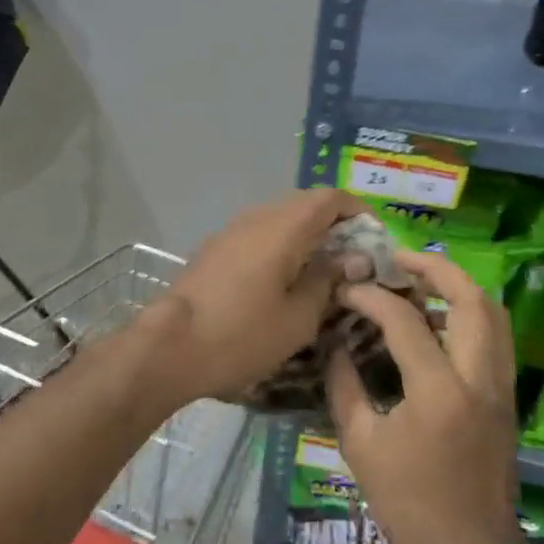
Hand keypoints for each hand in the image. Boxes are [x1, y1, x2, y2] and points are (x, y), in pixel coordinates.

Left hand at [143, 188, 367, 406]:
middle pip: (304, 204)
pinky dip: (280, 245)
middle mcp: (257, 217)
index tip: (374, 241)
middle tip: (353, 261)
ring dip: (305, 235)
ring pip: (278, 218)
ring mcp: (230, 230)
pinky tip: (283, 279)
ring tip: (321, 273)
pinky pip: (257, 234)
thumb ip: (328, 281)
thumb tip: (353, 259)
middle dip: (334, 225)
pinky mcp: (214, 248)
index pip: (330, 197)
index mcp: (283, 227)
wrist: (169, 346)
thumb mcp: (298, 318)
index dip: (358, 212)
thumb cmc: (241, 335)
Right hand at [326, 249, 524, 543]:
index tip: (345, 289)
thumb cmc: (408, 503)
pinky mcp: (506, 396)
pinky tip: (435, 319)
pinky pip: (494, 335)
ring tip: (417, 280)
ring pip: (492, 312)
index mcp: (438, 392)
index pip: (404, 320)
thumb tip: (334, 342)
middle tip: (396, 260)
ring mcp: (500, 386)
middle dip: (433, 268)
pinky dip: (467, 312)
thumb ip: (344, 384)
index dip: (370, 297)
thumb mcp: (360, 443)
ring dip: (456, 286)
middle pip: (470, 298)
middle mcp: (478, 379)